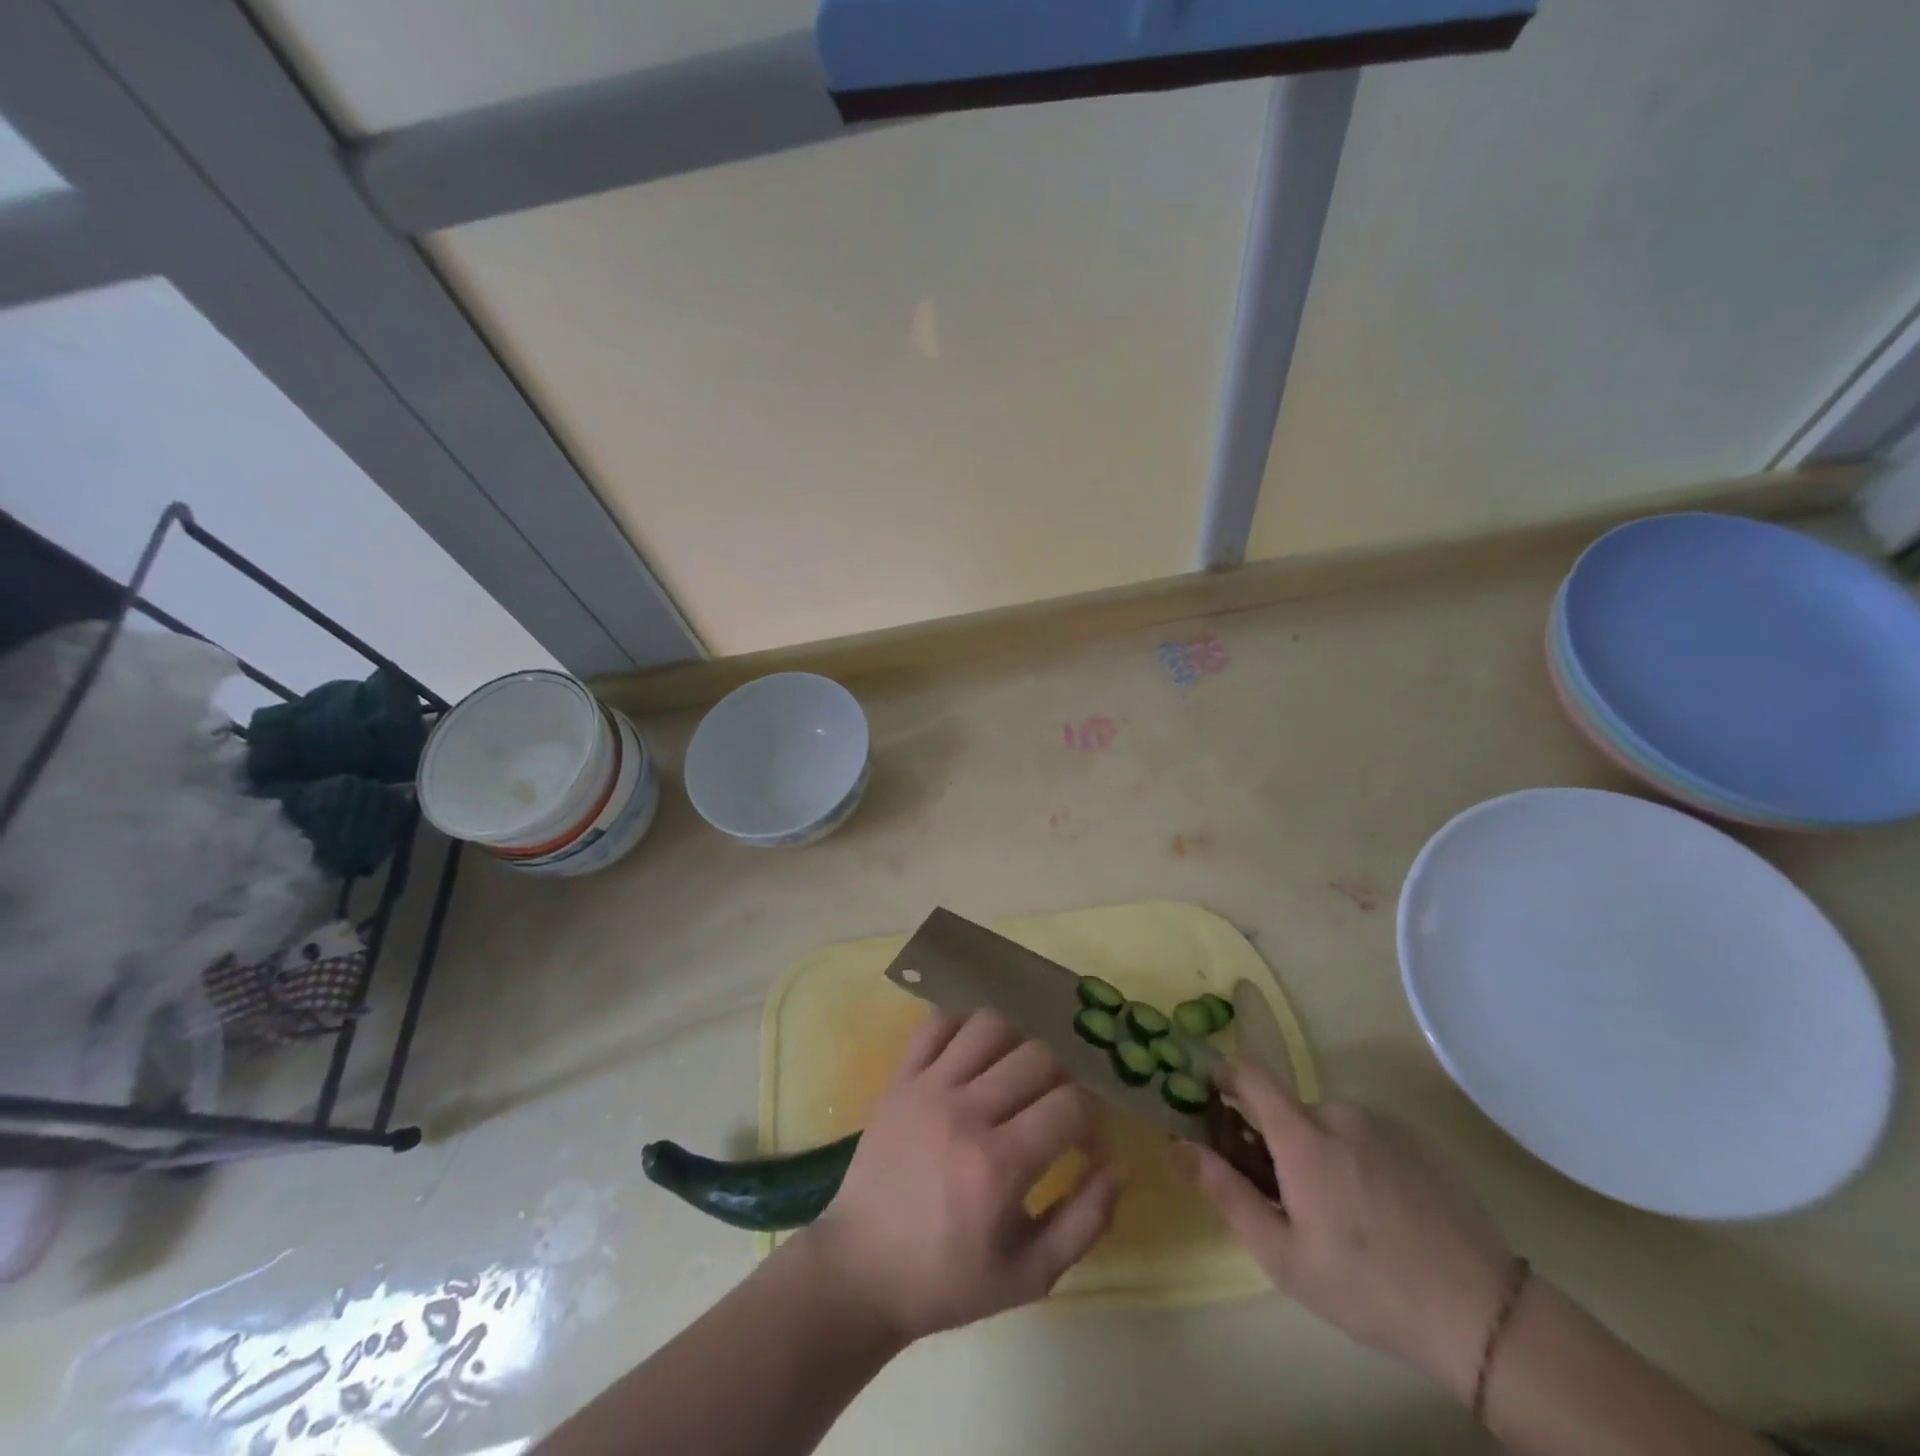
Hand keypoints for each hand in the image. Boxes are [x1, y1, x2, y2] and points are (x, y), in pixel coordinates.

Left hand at [807, 1009, 1122, 1342]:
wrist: (860, 1270)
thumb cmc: (947, 1280)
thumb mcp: (1029, 1276)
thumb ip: (1084, 1222)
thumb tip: (1118, 1167)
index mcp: (999, 1166)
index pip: (1071, 1105)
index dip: (1094, 1119)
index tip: (1086, 1143)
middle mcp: (965, 1112)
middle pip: (1038, 1056)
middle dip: (1061, 1081)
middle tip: (1053, 1111)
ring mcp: (928, 1087)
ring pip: (991, 1025)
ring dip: (1017, 1044)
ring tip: (1014, 1077)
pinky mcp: (900, 1077)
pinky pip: (937, 1022)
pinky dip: (964, 1026)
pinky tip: (974, 1055)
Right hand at [1189, 1061, 1513, 1402]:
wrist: (1483, 1315)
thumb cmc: (1367, 1287)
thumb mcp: (1282, 1256)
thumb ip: (1225, 1192)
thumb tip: (1178, 1145)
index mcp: (1303, 1136)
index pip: (1250, 1072)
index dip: (1226, 1075)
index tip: (1216, 1100)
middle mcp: (1340, 1113)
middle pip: (1291, 1112)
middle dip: (1282, 1144)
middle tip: (1295, 1202)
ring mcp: (1385, 1124)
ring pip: (1332, 1126)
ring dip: (1324, 1154)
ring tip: (1348, 1217)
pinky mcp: (1421, 1140)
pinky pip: (1370, 1136)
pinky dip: (1362, 1160)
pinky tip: (1386, 1214)